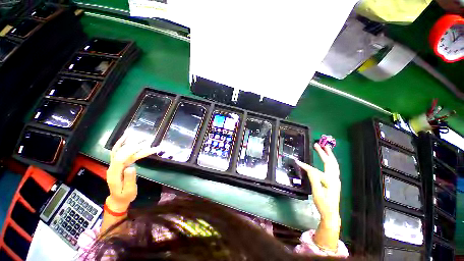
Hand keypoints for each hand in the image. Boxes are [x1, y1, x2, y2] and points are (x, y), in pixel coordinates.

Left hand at [106, 133, 159, 211]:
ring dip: (129, 142)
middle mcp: (112, 167)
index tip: (143, 147)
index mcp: (114, 174)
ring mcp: (114, 164)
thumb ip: (129, 180)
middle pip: (120, 153)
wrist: (118, 199)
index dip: (130, 152)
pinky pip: (119, 151)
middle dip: (133, 146)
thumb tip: (131, 167)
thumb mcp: (129, 191)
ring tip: (139, 136)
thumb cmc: (125, 196)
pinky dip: (123, 143)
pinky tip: (127, 137)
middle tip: (146, 141)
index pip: (119, 159)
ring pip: (120, 150)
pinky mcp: (119, 163)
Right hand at [296, 143, 340, 226]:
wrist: (331, 214)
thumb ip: (314, 179)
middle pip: (330, 162)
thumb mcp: (317, 192)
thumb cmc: (323, 204)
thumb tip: (309, 168)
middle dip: (324, 152)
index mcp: (329, 181)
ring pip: (334, 164)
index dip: (305, 166)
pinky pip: (334, 168)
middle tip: (318, 145)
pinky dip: (331, 161)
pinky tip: (329, 160)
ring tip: (326, 148)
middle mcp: (334, 178)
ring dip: (330, 155)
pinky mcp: (335, 182)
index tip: (297, 161)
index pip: (315, 170)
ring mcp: (336, 180)